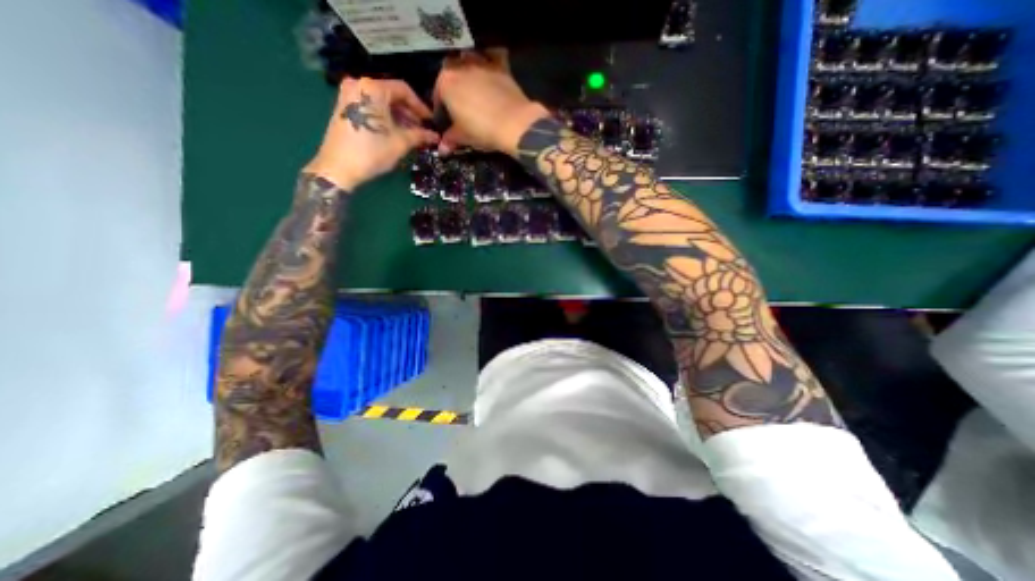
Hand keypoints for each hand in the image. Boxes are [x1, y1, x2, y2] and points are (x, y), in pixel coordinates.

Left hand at [305, 75, 438, 190]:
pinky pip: (371, 107)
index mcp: (373, 88)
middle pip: (392, 94)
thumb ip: (420, 135)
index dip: (421, 106)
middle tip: (424, 130)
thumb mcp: (400, 143)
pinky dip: (386, 117)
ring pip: (382, 102)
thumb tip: (435, 136)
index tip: (431, 122)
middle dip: (410, 113)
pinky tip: (396, 132)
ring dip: (399, 116)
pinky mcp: (345, 107)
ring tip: (413, 134)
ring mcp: (349, 95)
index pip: (404, 90)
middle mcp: (359, 85)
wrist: (339, 167)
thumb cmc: (372, 152)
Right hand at [434, 49, 554, 156]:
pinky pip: (491, 58)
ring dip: (468, 70)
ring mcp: (481, 63)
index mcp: (445, 82)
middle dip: (453, 87)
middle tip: (460, 105)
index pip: (437, 96)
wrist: (514, 123)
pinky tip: (491, 74)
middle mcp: (460, 66)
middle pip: (451, 74)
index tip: (447, 121)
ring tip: (473, 88)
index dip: (441, 110)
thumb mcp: (463, 137)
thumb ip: (450, 139)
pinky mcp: (500, 66)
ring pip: (468, 61)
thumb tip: (442, 148)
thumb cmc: (482, 130)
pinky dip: (489, 62)